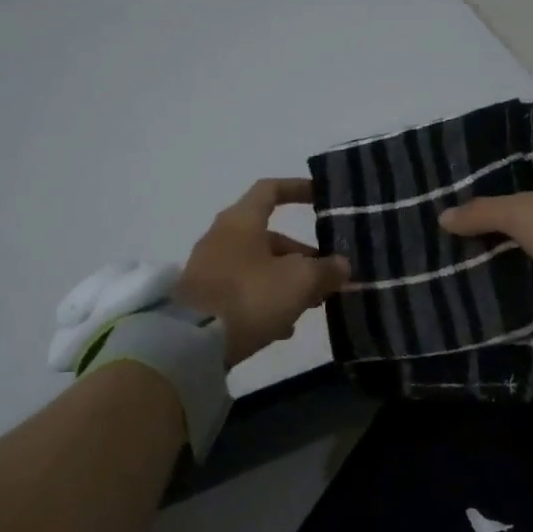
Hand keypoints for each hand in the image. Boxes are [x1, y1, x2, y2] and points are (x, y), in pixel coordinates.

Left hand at [174, 178, 351, 366]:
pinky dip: (267, 302)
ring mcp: (210, 269)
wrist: (190, 342)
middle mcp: (223, 237)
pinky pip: (244, 292)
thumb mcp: (299, 281)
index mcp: (242, 220)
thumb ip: (325, 270)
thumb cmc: (249, 296)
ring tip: (311, 306)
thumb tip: (341, 265)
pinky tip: (283, 328)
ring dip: (287, 282)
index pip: (271, 190)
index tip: (321, 197)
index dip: (298, 189)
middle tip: (327, 276)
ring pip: (259, 267)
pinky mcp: (205, 299)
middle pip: (270, 237)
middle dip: (302, 256)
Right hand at [439, 163, 532, 342]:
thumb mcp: (527, 212)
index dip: (483, 182)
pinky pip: (527, 288)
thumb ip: (483, 212)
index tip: (445, 193)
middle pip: (512, 218)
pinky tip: (468, 295)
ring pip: (517, 255)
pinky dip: (505, 293)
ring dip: (489, 263)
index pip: (515, 174)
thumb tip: (443, 217)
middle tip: (434, 234)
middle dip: (479, 228)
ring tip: (440, 266)